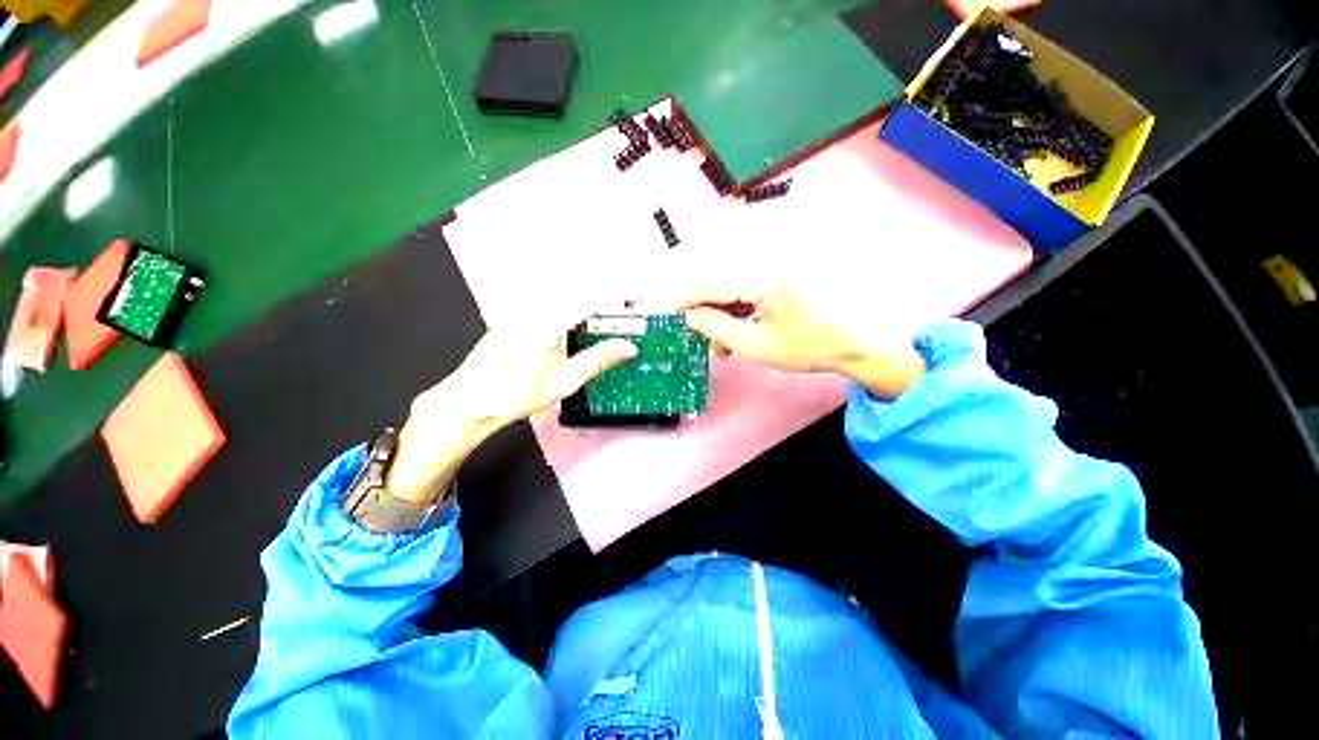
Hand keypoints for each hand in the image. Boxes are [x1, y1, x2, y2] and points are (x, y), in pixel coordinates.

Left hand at [385, 311, 636, 504]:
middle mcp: (533, 308)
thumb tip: (629, 347)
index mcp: (546, 323)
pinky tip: (581, 312)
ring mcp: (521, 310)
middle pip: (576, 287)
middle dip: (605, 286)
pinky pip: (549, 299)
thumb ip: (598, 360)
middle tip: (629, 294)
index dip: (615, 289)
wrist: (468, 401)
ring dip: (588, 292)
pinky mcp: (515, 316)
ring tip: (611, 301)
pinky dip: (571, 300)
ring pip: (562, 291)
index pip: (588, 298)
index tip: (635, 285)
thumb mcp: (563, 382)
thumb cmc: (516, 395)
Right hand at [680, 270, 925, 400]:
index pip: (712, 283)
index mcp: (764, 279)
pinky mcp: (783, 273)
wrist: (858, 342)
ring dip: (721, 310)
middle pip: (720, 279)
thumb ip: (719, 329)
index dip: (685, 297)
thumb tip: (691, 316)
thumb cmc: (809, 348)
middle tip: (699, 334)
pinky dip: (737, 307)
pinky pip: (748, 285)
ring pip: (733, 283)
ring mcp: (778, 267)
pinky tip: (738, 328)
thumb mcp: (758, 346)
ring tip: (722, 343)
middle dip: (704, 307)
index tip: (667, 310)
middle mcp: (769, 264)